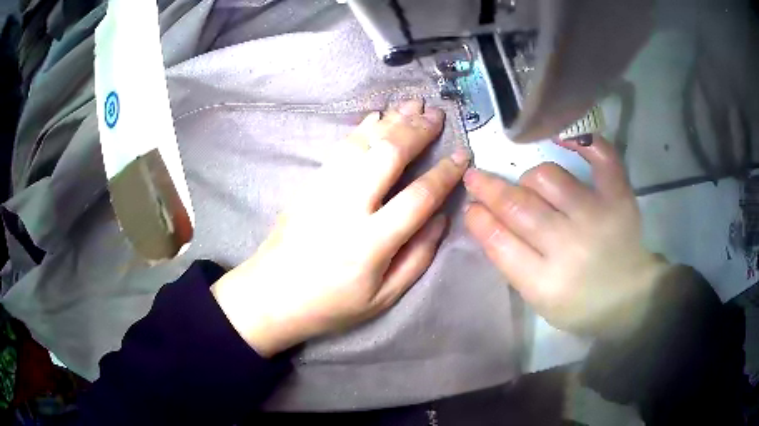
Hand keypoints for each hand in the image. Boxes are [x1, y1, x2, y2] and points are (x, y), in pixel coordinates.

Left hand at [212, 100, 469, 356]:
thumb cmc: (329, 305)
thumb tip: (441, 218)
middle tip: (437, 115)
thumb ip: (417, 258)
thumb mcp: (382, 298)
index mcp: (370, 243)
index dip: (444, 174)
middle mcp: (346, 208)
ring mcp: (323, 191)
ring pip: (362, 144)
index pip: (418, 198)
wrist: (270, 295)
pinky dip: (361, 128)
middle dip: (417, 131)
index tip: (462, 155)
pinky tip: (376, 117)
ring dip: (391, 121)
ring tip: (413, 105)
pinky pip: (339, 148)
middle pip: (387, 156)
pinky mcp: (309, 185)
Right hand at [463, 135, 669, 337]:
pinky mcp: (619, 197)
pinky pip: (600, 157)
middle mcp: (571, 246)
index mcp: (546, 282)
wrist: (628, 297)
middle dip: (489, 189)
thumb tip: (486, 219)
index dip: (480, 219)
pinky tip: (560, 137)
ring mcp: (597, 216)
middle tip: (476, 179)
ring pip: (549, 177)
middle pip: (519, 206)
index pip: (501, 242)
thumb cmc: (579, 304)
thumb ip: (512, 262)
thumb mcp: (538, 299)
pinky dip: (580, 141)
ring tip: (528, 184)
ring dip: (529, 178)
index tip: (471, 206)